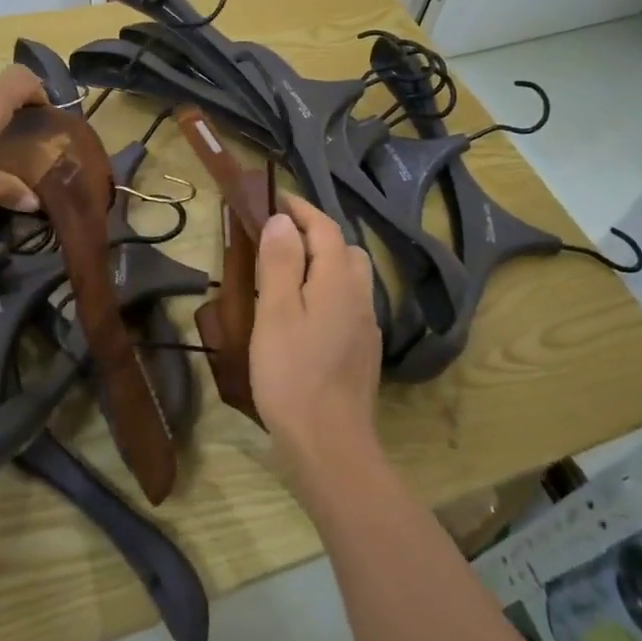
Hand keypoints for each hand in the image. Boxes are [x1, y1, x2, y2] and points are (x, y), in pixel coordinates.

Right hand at [249, 194, 383, 480]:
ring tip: (288, 272)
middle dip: (315, 233)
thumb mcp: (275, 312)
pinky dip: (327, 290)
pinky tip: (306, 313)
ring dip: (323, 262)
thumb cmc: (292, 373)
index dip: (301, 209)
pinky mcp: (363, 350)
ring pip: (349, 277)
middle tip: (278, 237)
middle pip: (344, 249)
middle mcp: (359, 295)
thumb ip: (280, 262)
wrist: (329, 442)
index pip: (325, 228)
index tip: (276, 198)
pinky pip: (348, 303)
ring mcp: (365, 324)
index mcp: (337, 280)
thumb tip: (282, 220)